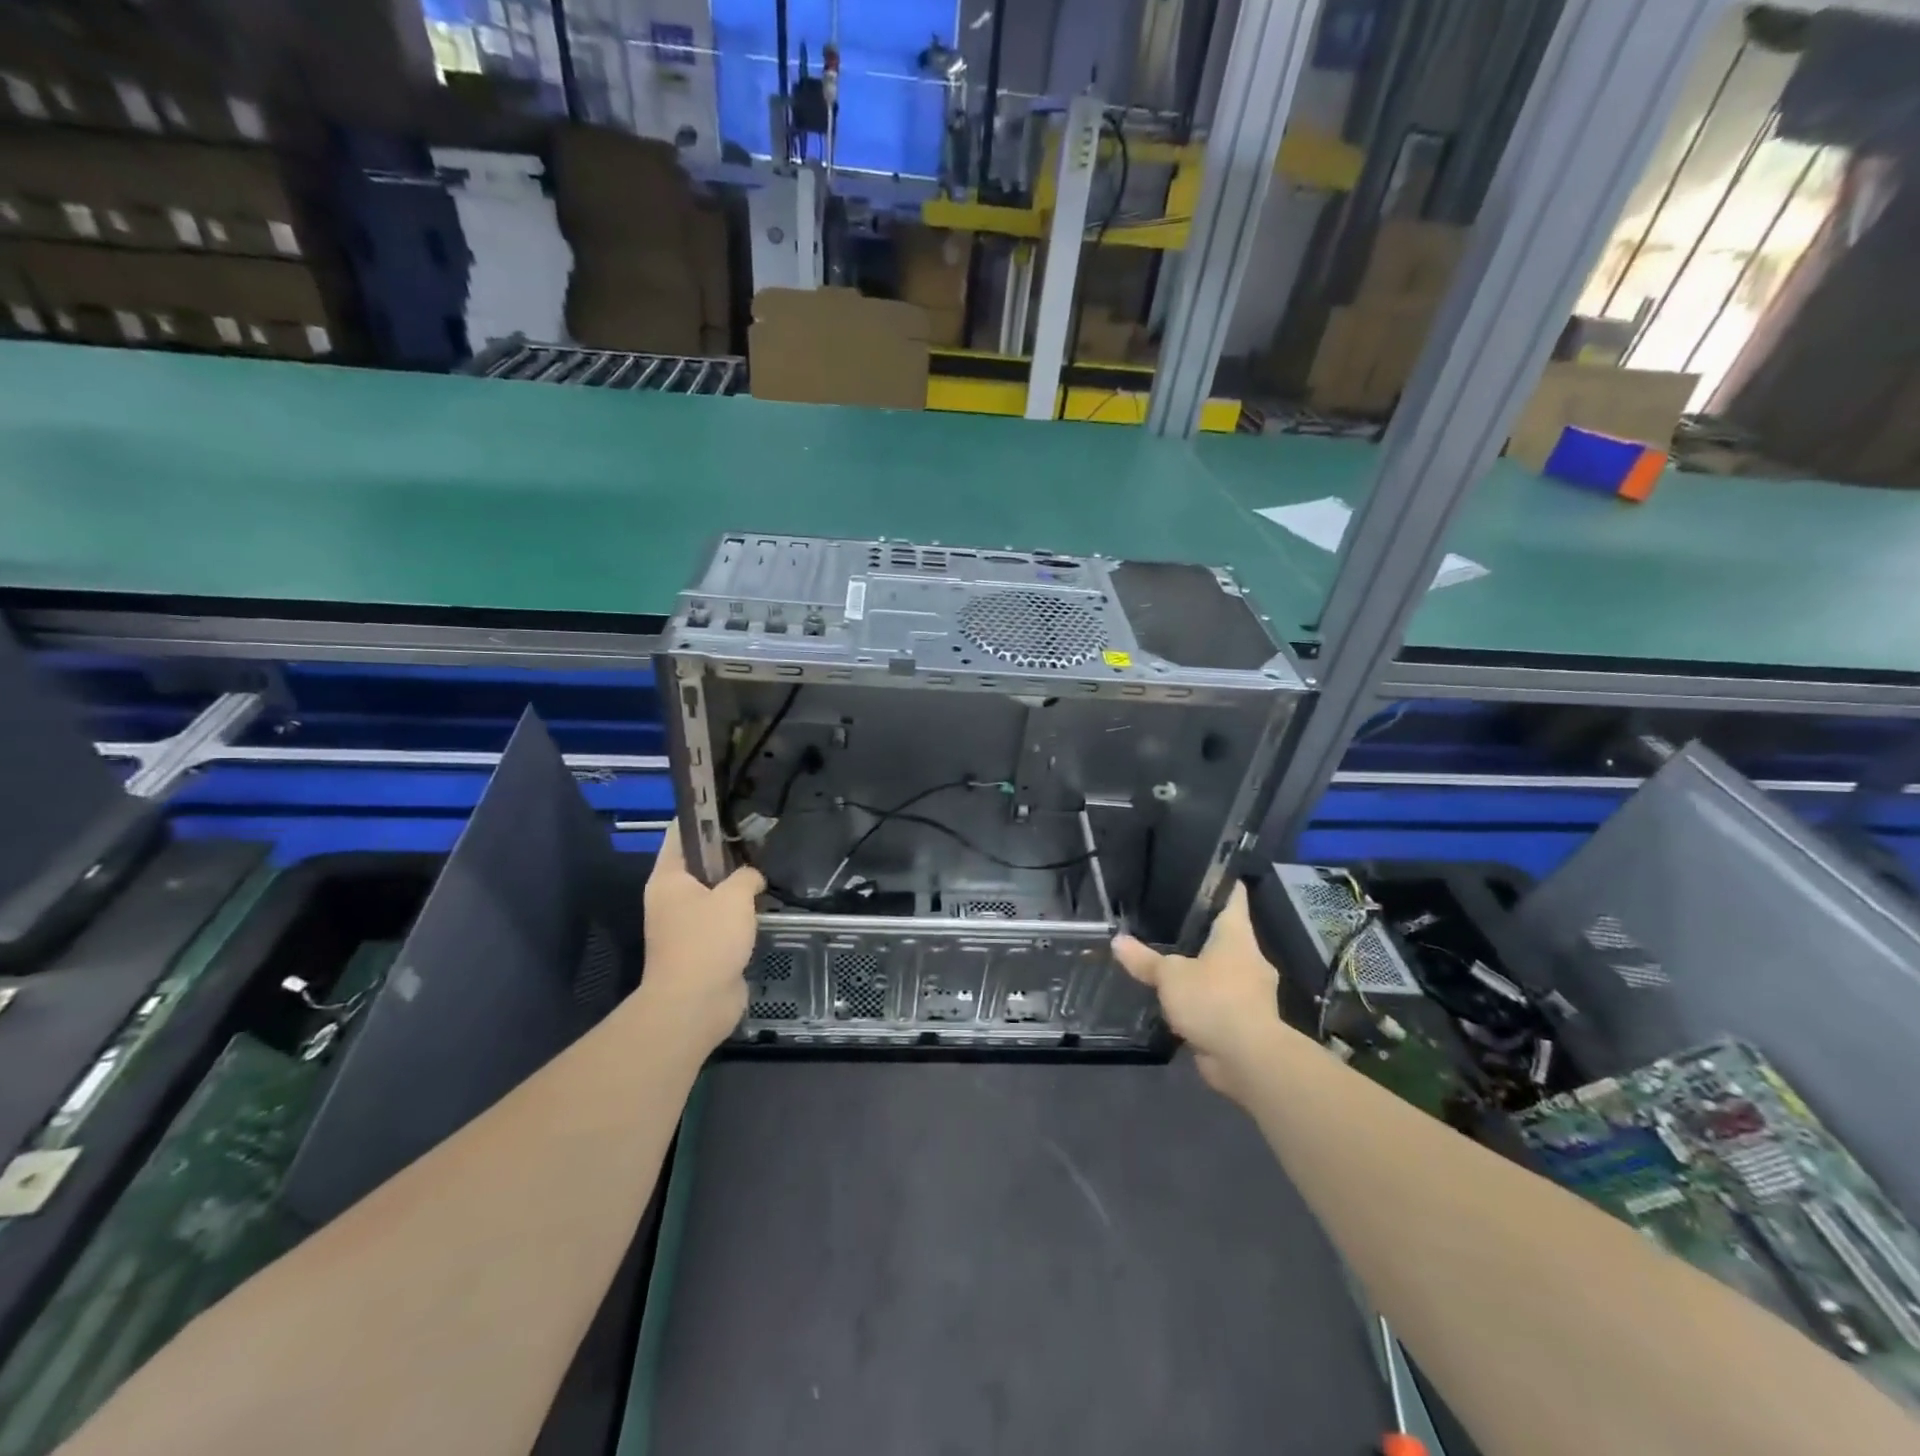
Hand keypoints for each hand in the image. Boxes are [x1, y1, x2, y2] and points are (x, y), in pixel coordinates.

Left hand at [634, 828, 766, 1051]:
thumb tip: (752, 877)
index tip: (731, 803)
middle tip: (761, 836)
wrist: (695, 1004)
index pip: (680, 832)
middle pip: (699, 861)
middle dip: (728, 850)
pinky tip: (765, 903)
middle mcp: (671, 897)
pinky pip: (722, 917)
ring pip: (713, 891)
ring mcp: (684, 923)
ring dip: (737, 883)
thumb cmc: (708, 941)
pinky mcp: (702, 946)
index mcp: (668, 877)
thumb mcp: (734, 897)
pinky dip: (740, 911)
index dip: (703, 815)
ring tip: (768, 866)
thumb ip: (747, 875)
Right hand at [1112, 883, 1282, 1100]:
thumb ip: (1144, 959)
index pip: (1234, 897)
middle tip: (1170, 920)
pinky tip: (1180, 1000)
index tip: (1202, 873)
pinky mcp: (1245, 1020)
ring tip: (1170, 961)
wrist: (1249, 1059)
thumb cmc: (1214, 1000)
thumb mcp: (1170, 976)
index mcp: (1237, 936)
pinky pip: (1221, 1000)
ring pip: (1223, 970)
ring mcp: (1250, 991)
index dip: (1220, 883)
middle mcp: (1249, 958)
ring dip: (1203, 969)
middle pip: (1227, 934)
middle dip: (1203, 930)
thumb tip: (1117, 940)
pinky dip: (1204, 1000)